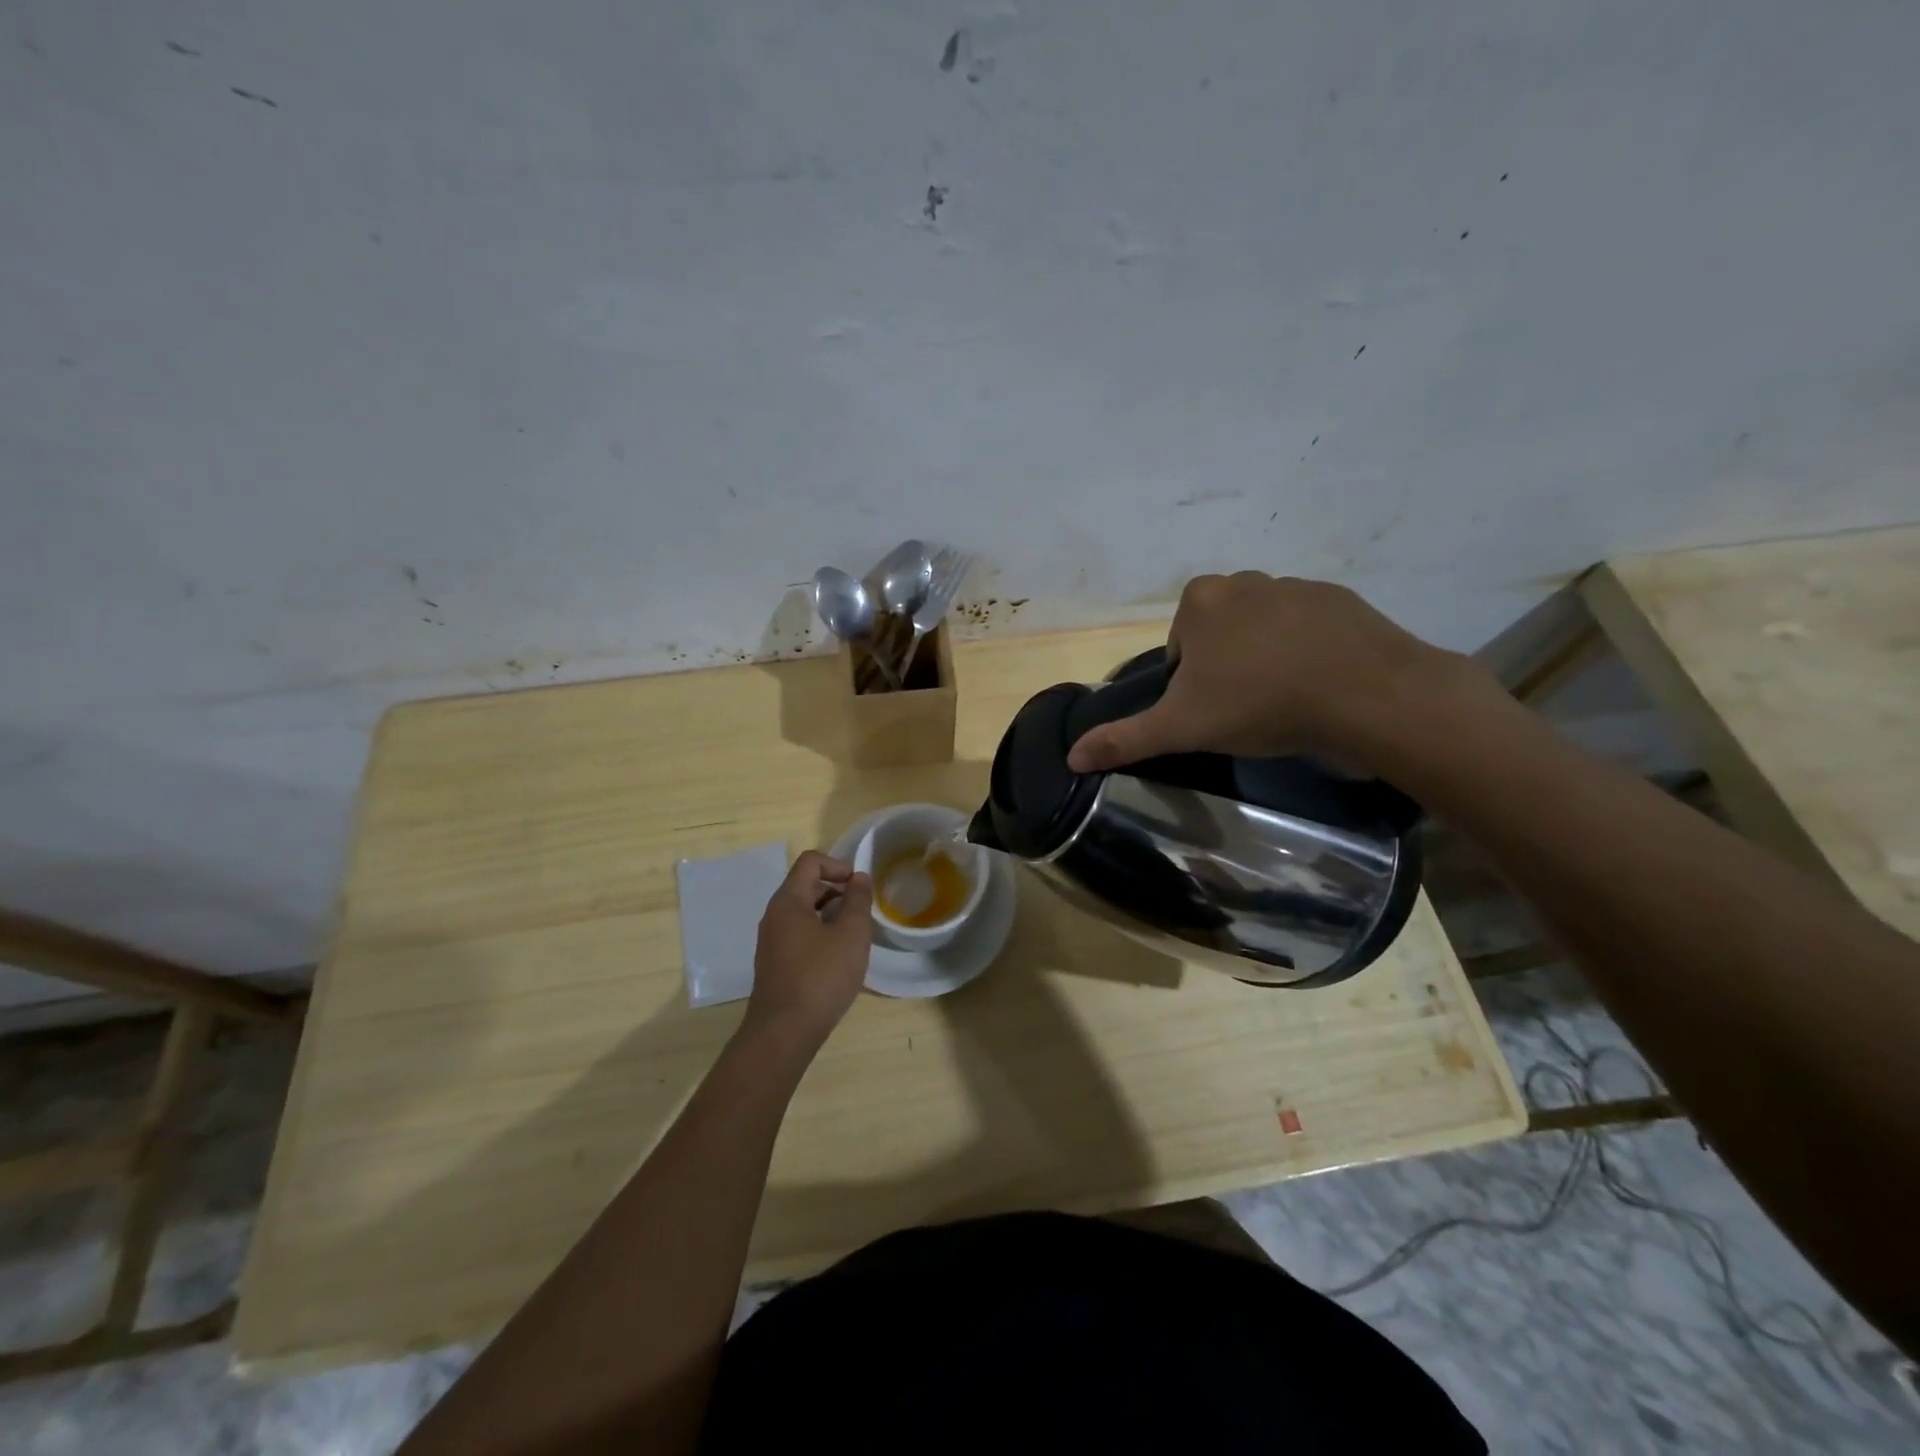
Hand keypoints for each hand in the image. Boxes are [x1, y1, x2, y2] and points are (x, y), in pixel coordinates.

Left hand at [744, 851, 873, 1047]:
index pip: (810, 862)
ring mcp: (771, 940)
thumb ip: (857, 901)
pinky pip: (799, 933)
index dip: (838, 865)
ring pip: (803, 911)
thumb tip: (858, 877)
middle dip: (837, 889)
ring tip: (855, 933)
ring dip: (830, 912)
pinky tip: (839, 956)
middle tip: (863, 909)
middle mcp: (774, 915)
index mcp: (788, 901)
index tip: (860, 886)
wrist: (784, 1033)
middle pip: (805, 884)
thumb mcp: (850, 935)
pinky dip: (820, 932)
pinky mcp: (775, 963)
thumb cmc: (821, 977)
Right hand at [1067, 573, 1482, 772]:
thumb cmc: (1260, 704)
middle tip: (1245, 708)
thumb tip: (1071, 757)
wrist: (1367, 695)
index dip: (1189, 682)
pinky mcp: (1340, 599)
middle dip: (1225, 666)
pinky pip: (1308, 626)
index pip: (1179, 646)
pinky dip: (1307, 650)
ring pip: (1263, 628)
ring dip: (1265, 657)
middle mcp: (1244, 581)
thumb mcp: (1182, 728)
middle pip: (1219, 632)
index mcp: (1200, 601)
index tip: (1212, 710)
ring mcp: (1296, 585)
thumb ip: (1125, 739)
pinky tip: (1320, 684)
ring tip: (1285, 699)